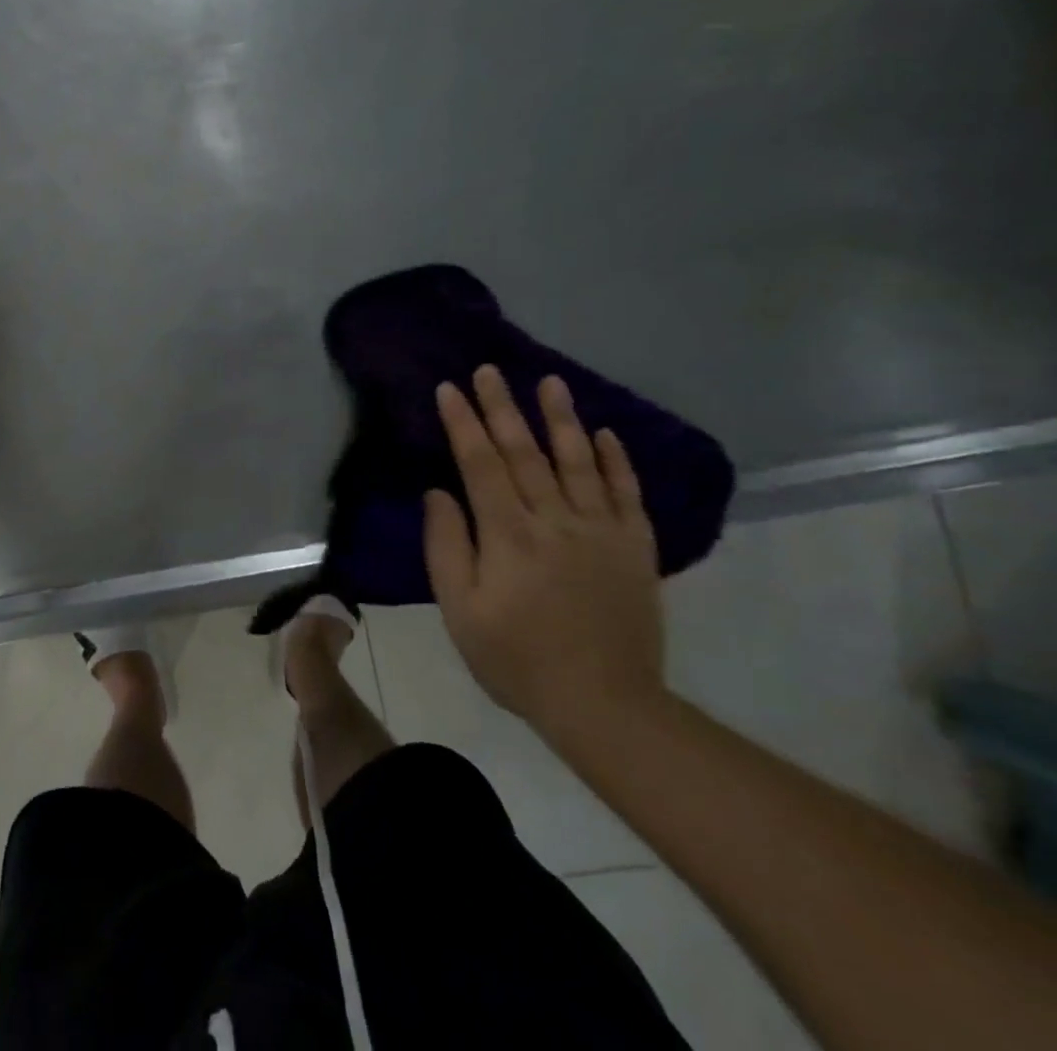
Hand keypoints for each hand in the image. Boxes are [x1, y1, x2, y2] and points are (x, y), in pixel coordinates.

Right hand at [424, 366, 666, 742]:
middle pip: (525, 453)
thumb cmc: (515, 657)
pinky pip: (626, 495)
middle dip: (503, 407)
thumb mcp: (459, 609)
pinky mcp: (635, 549)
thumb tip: (439, 492)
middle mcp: (555, 521)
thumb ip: (445, 546)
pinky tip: (604, 433)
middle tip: (490, 369)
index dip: (463, 423)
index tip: (450, 388)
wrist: (604, 705)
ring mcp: (601, 532)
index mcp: (508, 534)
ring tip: (551, 381)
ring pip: (578, 462)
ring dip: (561, 419)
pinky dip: (616, 461)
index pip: (480, 463)